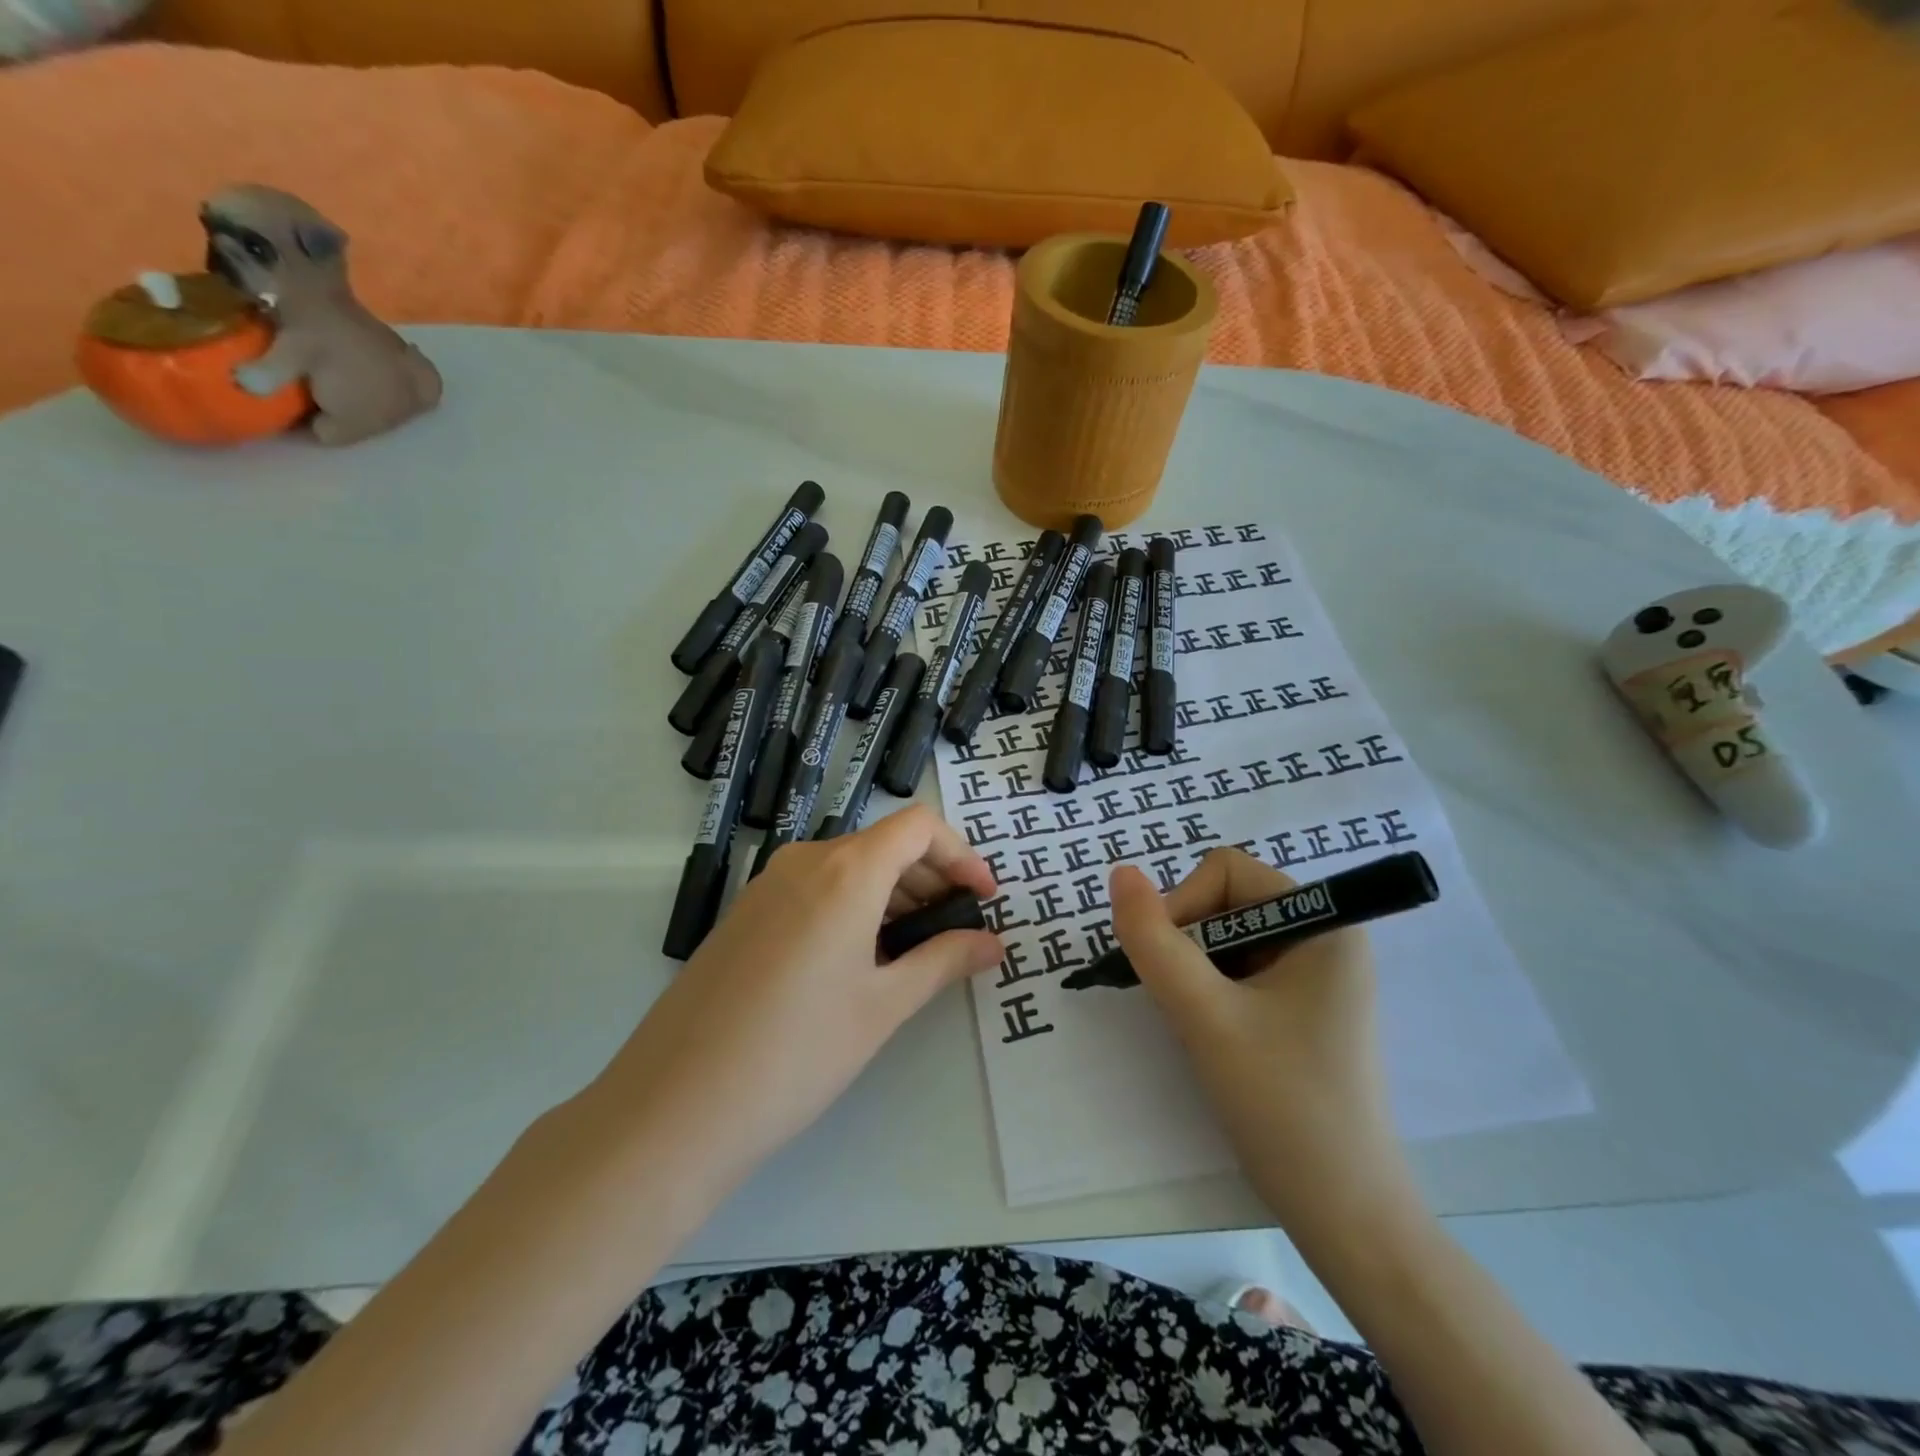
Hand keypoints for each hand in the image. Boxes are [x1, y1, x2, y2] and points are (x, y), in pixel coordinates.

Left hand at [581, 806, 1002, 1199]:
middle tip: (956, 932)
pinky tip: (859, 961)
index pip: (919, 826)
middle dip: (931, 878)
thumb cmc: (797, 1052)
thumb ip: (944, 962)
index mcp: (846, 870)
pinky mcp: (746, 913)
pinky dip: (853, 906)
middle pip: (885, 844)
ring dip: (892, 895)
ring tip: (914, 952)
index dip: (961, 854)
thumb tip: (992, 943)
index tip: (983, 899)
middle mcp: (805, 861)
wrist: (675, 1104)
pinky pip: (815, 888)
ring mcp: (768, 884)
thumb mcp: (883, 1006)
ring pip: (849, 867)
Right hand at [1110, 850, 1413, 1230]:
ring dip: (1196, 972)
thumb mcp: (1205, 1016)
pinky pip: (1240, 972)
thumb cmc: (1282, 1105)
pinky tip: (1216, 1037)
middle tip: (1184, 1004)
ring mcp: (1317, 977)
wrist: (1345, 1216)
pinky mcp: (1305, 1009)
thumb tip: (1120, 873)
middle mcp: (1326, 938)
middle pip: (1226, 902)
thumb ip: (1155, 941)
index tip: (1171, 966)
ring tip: (1200, 1026)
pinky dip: (1211, 993)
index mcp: (1324, 924)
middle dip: (1189, 944)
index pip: (1226, 871)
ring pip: (1227, 939)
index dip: (1184, 905)